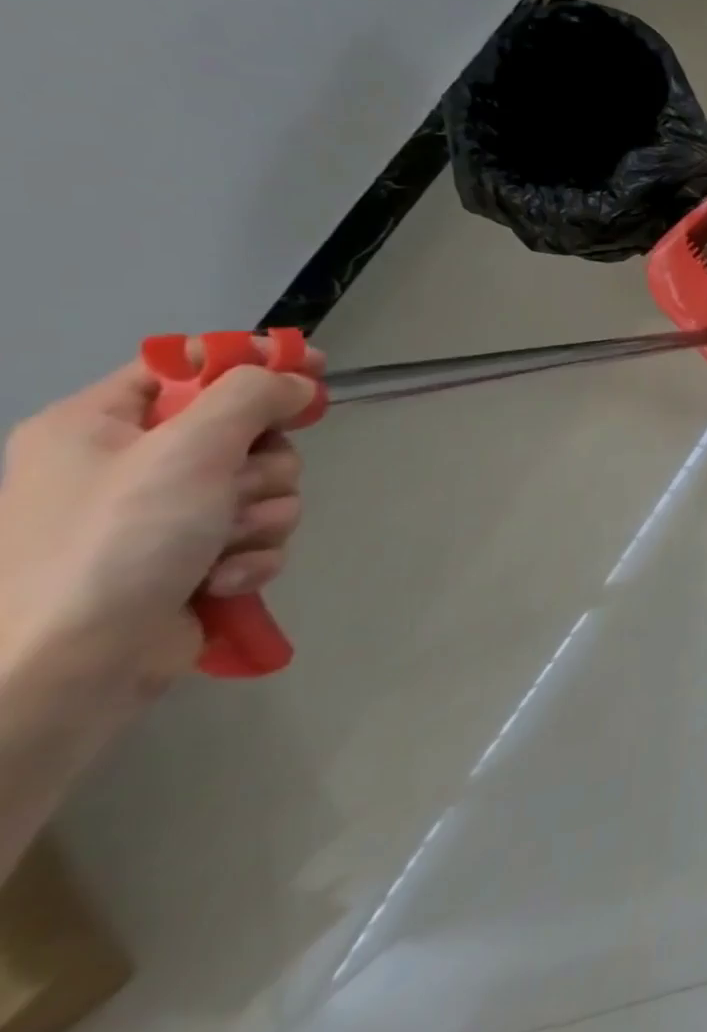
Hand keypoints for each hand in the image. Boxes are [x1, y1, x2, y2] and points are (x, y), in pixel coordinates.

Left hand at [0, 350, 319, 701]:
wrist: (70, 669)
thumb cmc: (117, 541)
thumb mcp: (188, 450)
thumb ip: (251, 398)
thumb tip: (298, 382)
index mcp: (100, 426)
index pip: (185, 367)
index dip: (251, 361)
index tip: (313, 368)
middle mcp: (129, 465)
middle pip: (245, 432)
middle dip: (264, 466)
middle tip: (238, 489)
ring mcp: (162, 517)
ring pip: (263, 487)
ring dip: (263, 516)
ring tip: (227, 546)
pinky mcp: (192, 561)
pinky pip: (257, 536)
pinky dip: (253, 555)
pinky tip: (223, 579)